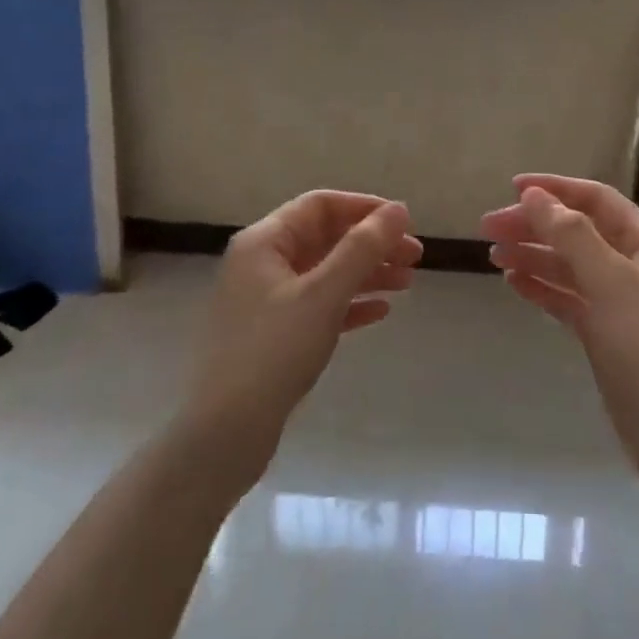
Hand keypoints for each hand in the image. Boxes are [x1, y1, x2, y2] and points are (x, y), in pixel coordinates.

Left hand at [182, 192, 419, 487]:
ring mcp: (265, 300)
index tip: (403, 223)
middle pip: (325, 238)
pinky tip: (380, 312)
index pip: (320, 205)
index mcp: (264, 242)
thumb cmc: (274, 351)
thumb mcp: (324, 294)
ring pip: (325, 272)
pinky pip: (318, 305)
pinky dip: (349, 303)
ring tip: (408, 283)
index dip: (364, 208)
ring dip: (366, 273)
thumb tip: (398, 210)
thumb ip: (362, 248)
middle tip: (415, 256)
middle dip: (371, 243)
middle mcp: (261, 263)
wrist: (224, 433)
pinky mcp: (272, 334)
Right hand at [483, 175, 638, 487]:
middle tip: (488, 227)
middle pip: (577, 231)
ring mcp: (620, 300)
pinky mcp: (606, 332)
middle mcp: (634, 264)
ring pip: (569, 265)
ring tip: (493, 254)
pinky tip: (513, 282)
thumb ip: (571, 235)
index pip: (595, 200)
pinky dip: (542, 287)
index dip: (555, 189)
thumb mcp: (611, 282)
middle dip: (535, 225)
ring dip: (533, 255)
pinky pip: (568, 298)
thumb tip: (535, 195)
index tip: (513, 187)